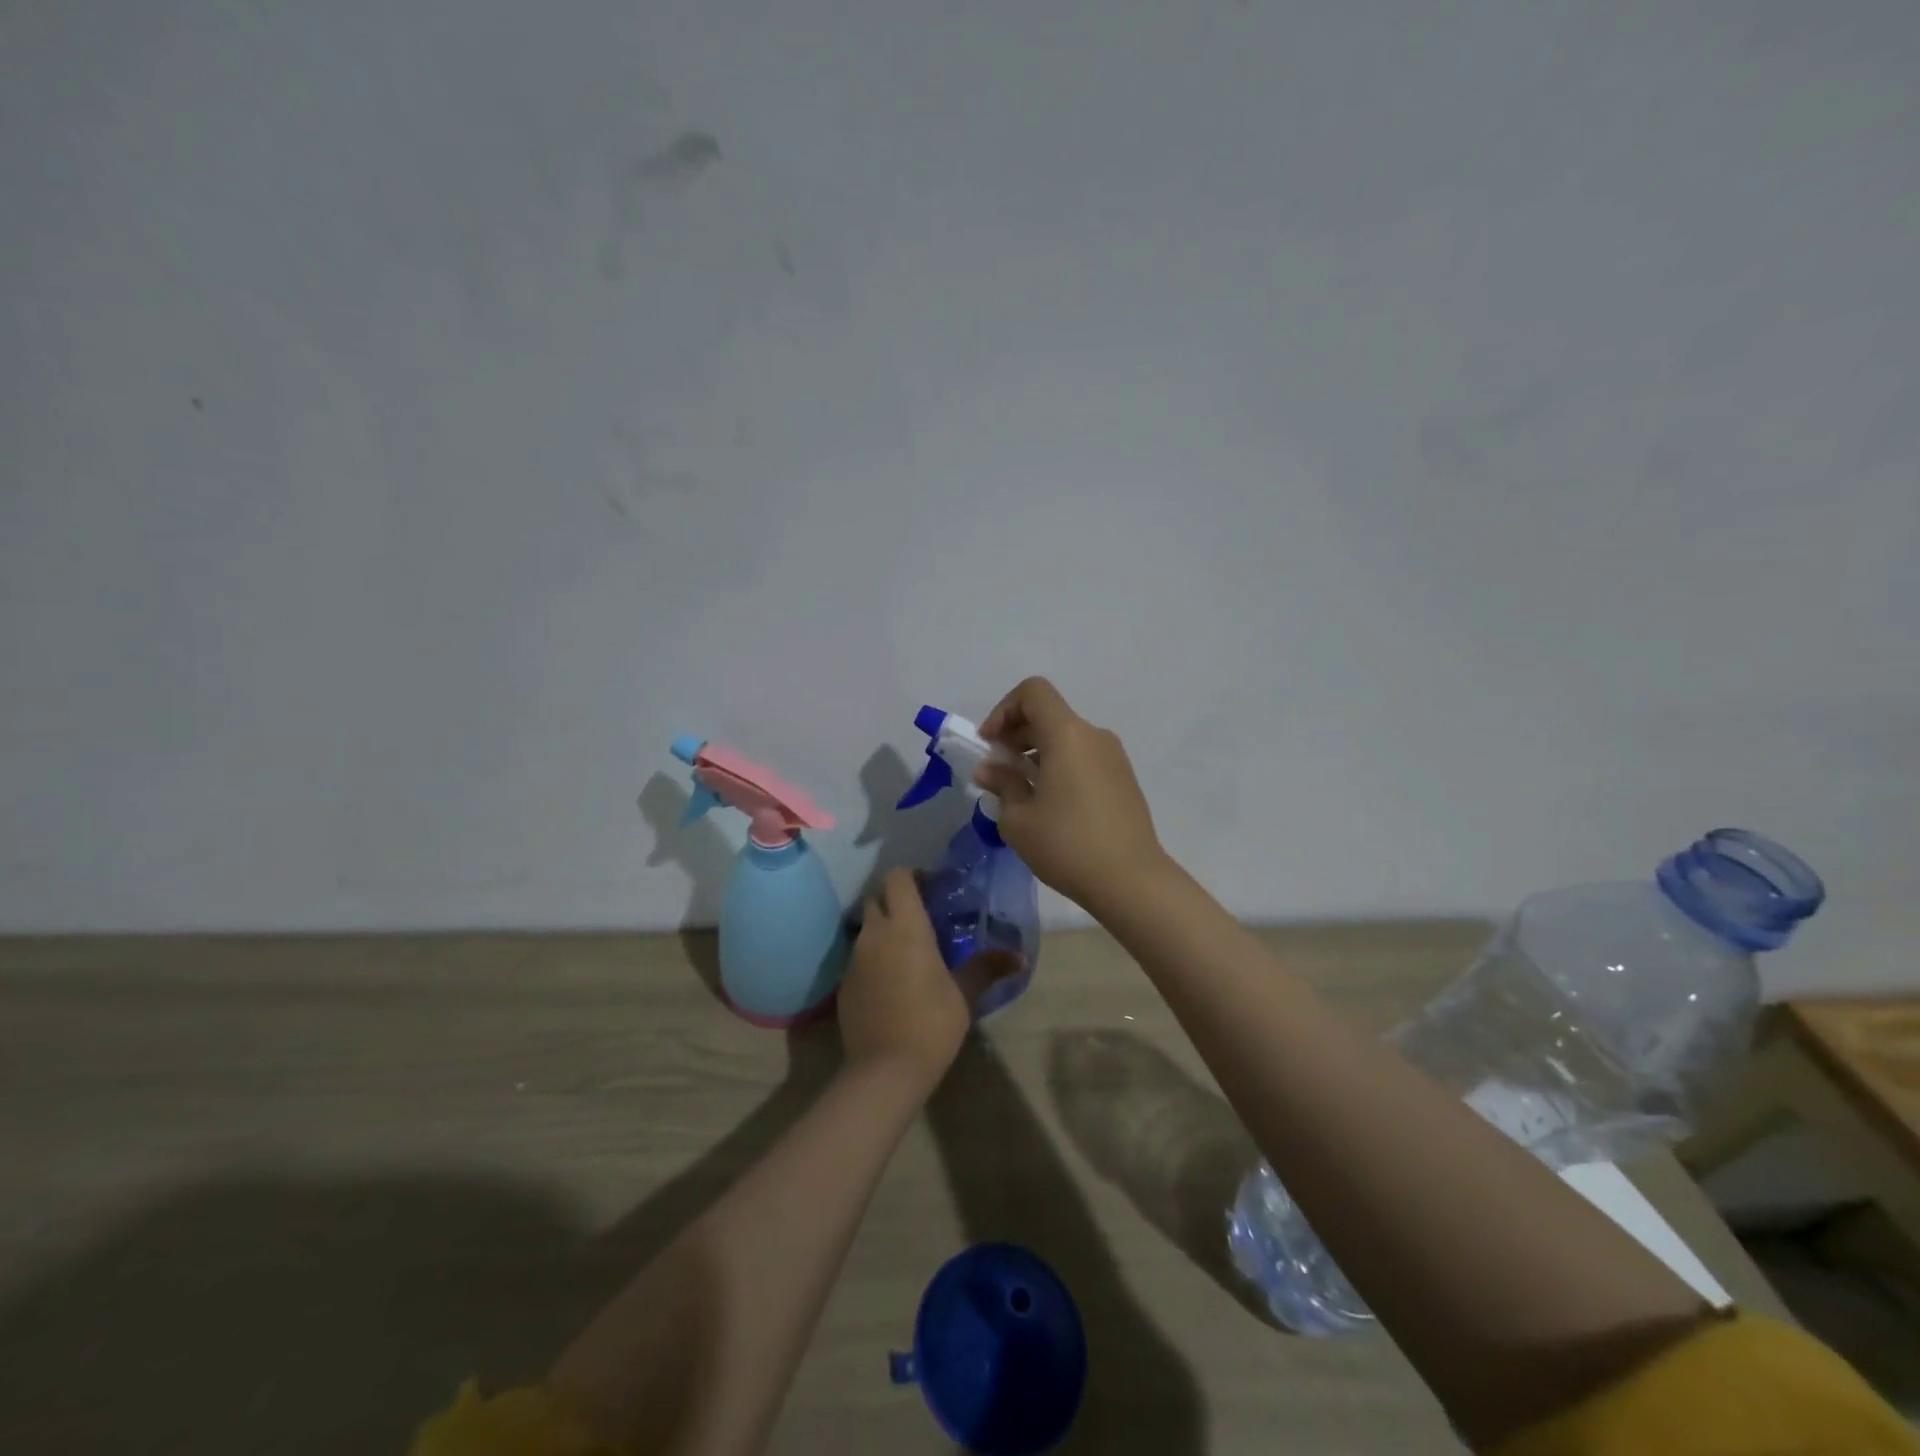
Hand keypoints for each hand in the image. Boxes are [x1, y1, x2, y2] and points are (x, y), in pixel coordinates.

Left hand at [839, 869, 1020, 1087]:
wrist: (884, 1070)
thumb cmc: (931, 1023)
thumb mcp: (965, 994)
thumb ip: (988, 968)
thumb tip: (1020, 957)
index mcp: (905, 926)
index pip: (898, 877)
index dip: (914, 875)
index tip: (934, 888)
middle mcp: (874, 934)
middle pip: (878, 898)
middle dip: (897, 899)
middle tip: (924, 916)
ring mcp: (854, 959)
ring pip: (867, 928)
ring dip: (886, 929)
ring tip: (911, 950)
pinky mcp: (844, 984)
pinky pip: (860, 956)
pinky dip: (875, 957)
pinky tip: (894, 981)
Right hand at [975, 676, 1169, 909]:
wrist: (1131, 881)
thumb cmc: (1067, 845)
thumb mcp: (1019, 819)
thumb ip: (1002, 784)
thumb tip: (990, 769)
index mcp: (1067, 734)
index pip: (1033, 692)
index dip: (1004, 710)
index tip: (990, 745)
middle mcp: (1093, 736)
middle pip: (1049, 714)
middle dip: (1016, 734)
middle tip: (998, 771)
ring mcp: (1114, 758)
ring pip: (1067, 738)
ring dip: (1037, 753)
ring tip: (1021, 793)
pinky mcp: (1124, 780)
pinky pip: (1083, 758)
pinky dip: (1060, 767)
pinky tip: (1050, 806)